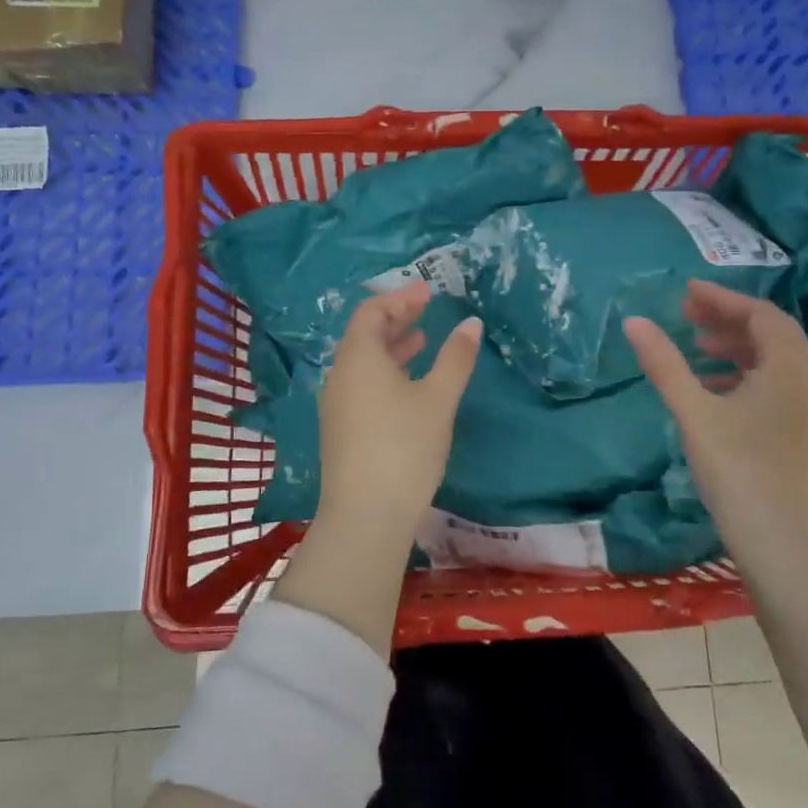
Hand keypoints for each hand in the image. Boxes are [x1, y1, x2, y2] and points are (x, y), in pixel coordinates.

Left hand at [315, 281, 482, 544]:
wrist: (365, 516)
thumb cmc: (404, 448)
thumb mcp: (438, 399)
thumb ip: (456, 358)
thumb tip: (471, 323)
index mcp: (358, 357)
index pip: (372, 311)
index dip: (400, 296)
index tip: (429, 291)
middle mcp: (340, 374)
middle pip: (364, 333)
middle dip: (396, 318)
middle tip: (426, 308)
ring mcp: (336, 403)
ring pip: (362, 361)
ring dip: (392, 346)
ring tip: (422, 341)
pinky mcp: (340, 428)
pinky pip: (361, 383)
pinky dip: (385, 371)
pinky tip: (408, 385)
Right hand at [623, 280, 807, 559]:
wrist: (786, 548)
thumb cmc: (739, 471)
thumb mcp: (694, 412)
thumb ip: (665, 364)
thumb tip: (634, 321)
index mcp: (790, 368)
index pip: (761, 314)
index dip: (723, 299)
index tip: (686, 293)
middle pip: (772, 336)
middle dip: (729, 320)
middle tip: (687, 317)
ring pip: (776, 364)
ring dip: (738, 349)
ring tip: (698, 351)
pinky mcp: (805, 440)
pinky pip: (778, 389)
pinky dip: (747, 378)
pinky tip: (717, 395)